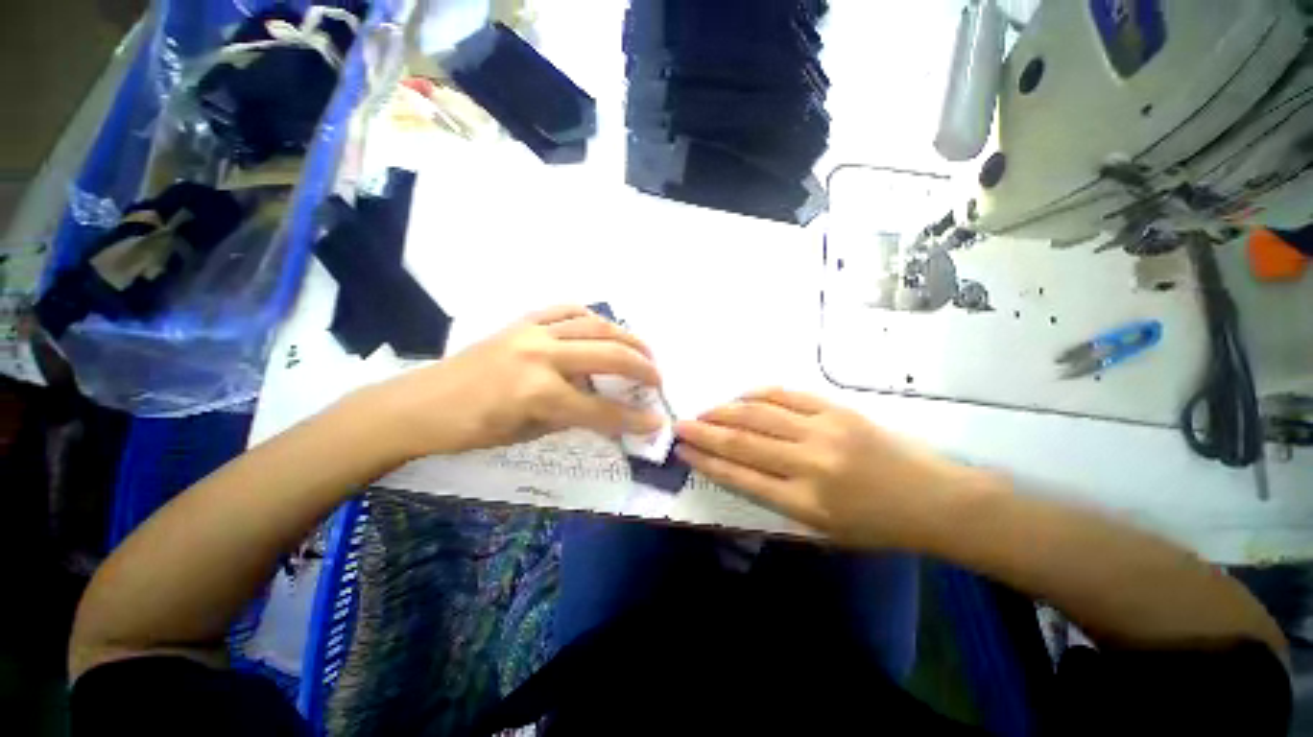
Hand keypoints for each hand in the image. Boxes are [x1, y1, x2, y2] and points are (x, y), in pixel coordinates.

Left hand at [368, 305, 664, 457]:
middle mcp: (542, 356)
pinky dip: (592, 318)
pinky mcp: (522, 321)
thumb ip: (574, 418)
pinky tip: (604, 327)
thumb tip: (610, 415)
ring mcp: (532, 332)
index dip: (633, 418)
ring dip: (626, 337)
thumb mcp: (529, 433)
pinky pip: (566, 311)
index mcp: (539, 393)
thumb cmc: (472, 430)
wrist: (423, 403)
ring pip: (595, 325)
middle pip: (609, 355)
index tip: (656, 421)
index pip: (601, 408)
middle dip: (642, 367)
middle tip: (658, 378)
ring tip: (643, 349)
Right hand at [674, 388, 980, 547]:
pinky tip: (740, 397)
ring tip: (703, 411)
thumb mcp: (824, 530)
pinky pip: (787, 395)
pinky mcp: (837, 410)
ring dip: (725, 411)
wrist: (935, 499)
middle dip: (705, 432)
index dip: (708, 461)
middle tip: (680, 425)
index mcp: (806, 503)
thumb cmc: (878, 525)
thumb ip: (779, 500)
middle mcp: (809, 464)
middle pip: (743, 442)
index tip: (684, 450)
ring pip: (760, 415)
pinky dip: (757, 394)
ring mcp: (823, 431)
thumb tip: (739, 470)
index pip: (741, 477)